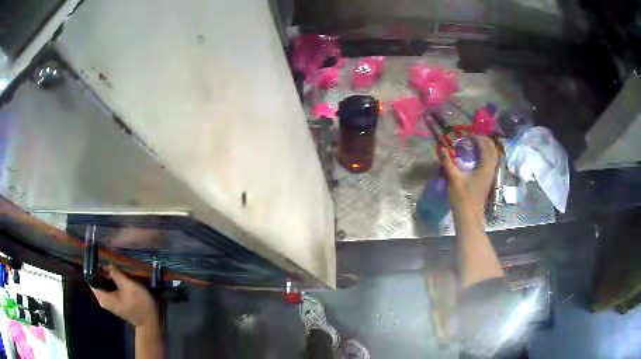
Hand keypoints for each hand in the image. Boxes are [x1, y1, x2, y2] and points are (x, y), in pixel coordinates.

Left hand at [91, 265, 158, 327]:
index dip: (93, 267)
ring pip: (102, 284)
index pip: (90, 278)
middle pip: (96, 280)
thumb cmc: (140, 304)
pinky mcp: (114, 302)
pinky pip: (108, 288)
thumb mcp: (129, 286)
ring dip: (108, 276)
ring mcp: (109, 302)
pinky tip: (119, 278)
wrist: (150, 322)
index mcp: (103, 297)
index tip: (99, 257)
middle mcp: (103, 300)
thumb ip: (116, 274)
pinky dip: (111, 282)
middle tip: (111, 262)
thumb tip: (107, 264)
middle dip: (102, 271)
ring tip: (116, 269)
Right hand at [439, 136, 499, 212]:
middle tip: (471, 138)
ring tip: (473, 145)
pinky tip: (474, 157)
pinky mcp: (487, 179)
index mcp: (485, 167)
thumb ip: (448, 162)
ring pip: (492, 156)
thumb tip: (441, 148)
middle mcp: (491, 169)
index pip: (486, 146)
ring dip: (485, 148)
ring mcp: (490, 175)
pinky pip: (489, 162)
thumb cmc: (463, 198)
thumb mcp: (454, 178)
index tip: (466, 135)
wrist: (469, 216)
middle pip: (492, 149)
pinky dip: (484, 156)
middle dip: (483, 141)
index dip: (477, 138)